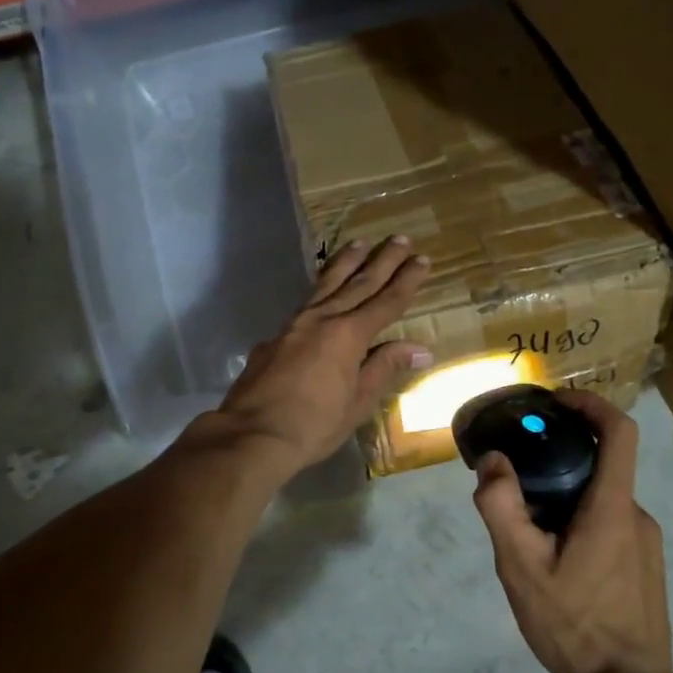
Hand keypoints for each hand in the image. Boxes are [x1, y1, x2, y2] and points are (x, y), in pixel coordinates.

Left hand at [210, 237, 432, 472]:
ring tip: (360, 244)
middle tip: (399, 238)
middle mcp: (322, 319)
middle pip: (358, 283)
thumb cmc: (313, 425)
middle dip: (381, 261)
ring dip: (346, 263)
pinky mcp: (274, 337)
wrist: (251, 434)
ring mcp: (294, 325)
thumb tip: (420, 348)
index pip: (386, 302)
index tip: (422, 259)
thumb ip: (385, 368)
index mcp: (348, 335)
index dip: (406, 281)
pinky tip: (322, 291)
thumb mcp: (358, 402)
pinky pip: (305, 303)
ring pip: (326, 285)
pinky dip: (320, 289)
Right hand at [472, 391, 672, 672]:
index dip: (591, 404)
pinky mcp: (645, 567)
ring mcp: (646, 543)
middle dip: (561, 459)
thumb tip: (493, 461)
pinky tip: (555, 561)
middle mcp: (636, 515)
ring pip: (602, 499)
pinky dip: (581, 522)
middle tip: (518, 477)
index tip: (556, 402)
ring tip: (528, 529)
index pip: (619, 431)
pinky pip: (611, 526)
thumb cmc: (574, 624)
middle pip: (602, 465)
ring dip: (567, 497)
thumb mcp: (521, 567)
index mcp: (612, 506)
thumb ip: (502, 507)